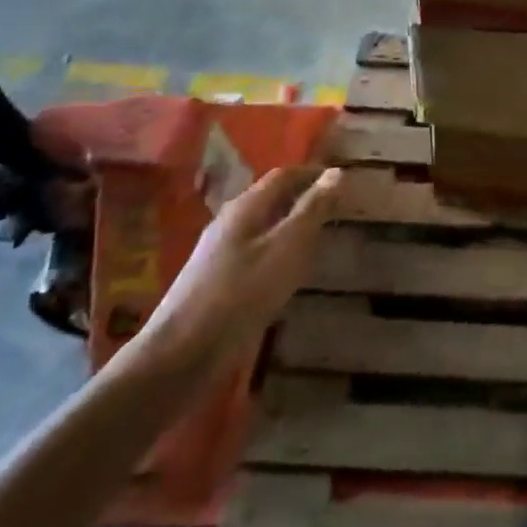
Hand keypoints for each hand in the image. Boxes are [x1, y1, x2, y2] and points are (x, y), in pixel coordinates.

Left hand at [131, 166, 343, 386]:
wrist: (183, 353)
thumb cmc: (242, 291)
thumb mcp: (287, 246)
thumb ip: (312, 209)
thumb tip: (337, 172)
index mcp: (246, 207)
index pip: (284, 176)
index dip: (313, 174)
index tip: (343, 181)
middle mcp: (230, 222)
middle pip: (271, 199)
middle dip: (304, 199)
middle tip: (338, 210)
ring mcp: (220, 253)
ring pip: (263, 228)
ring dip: (292, 227)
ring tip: (321, 239)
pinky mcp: (218, 282)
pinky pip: (256, 254)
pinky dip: (280, 252)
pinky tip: (290, 273)